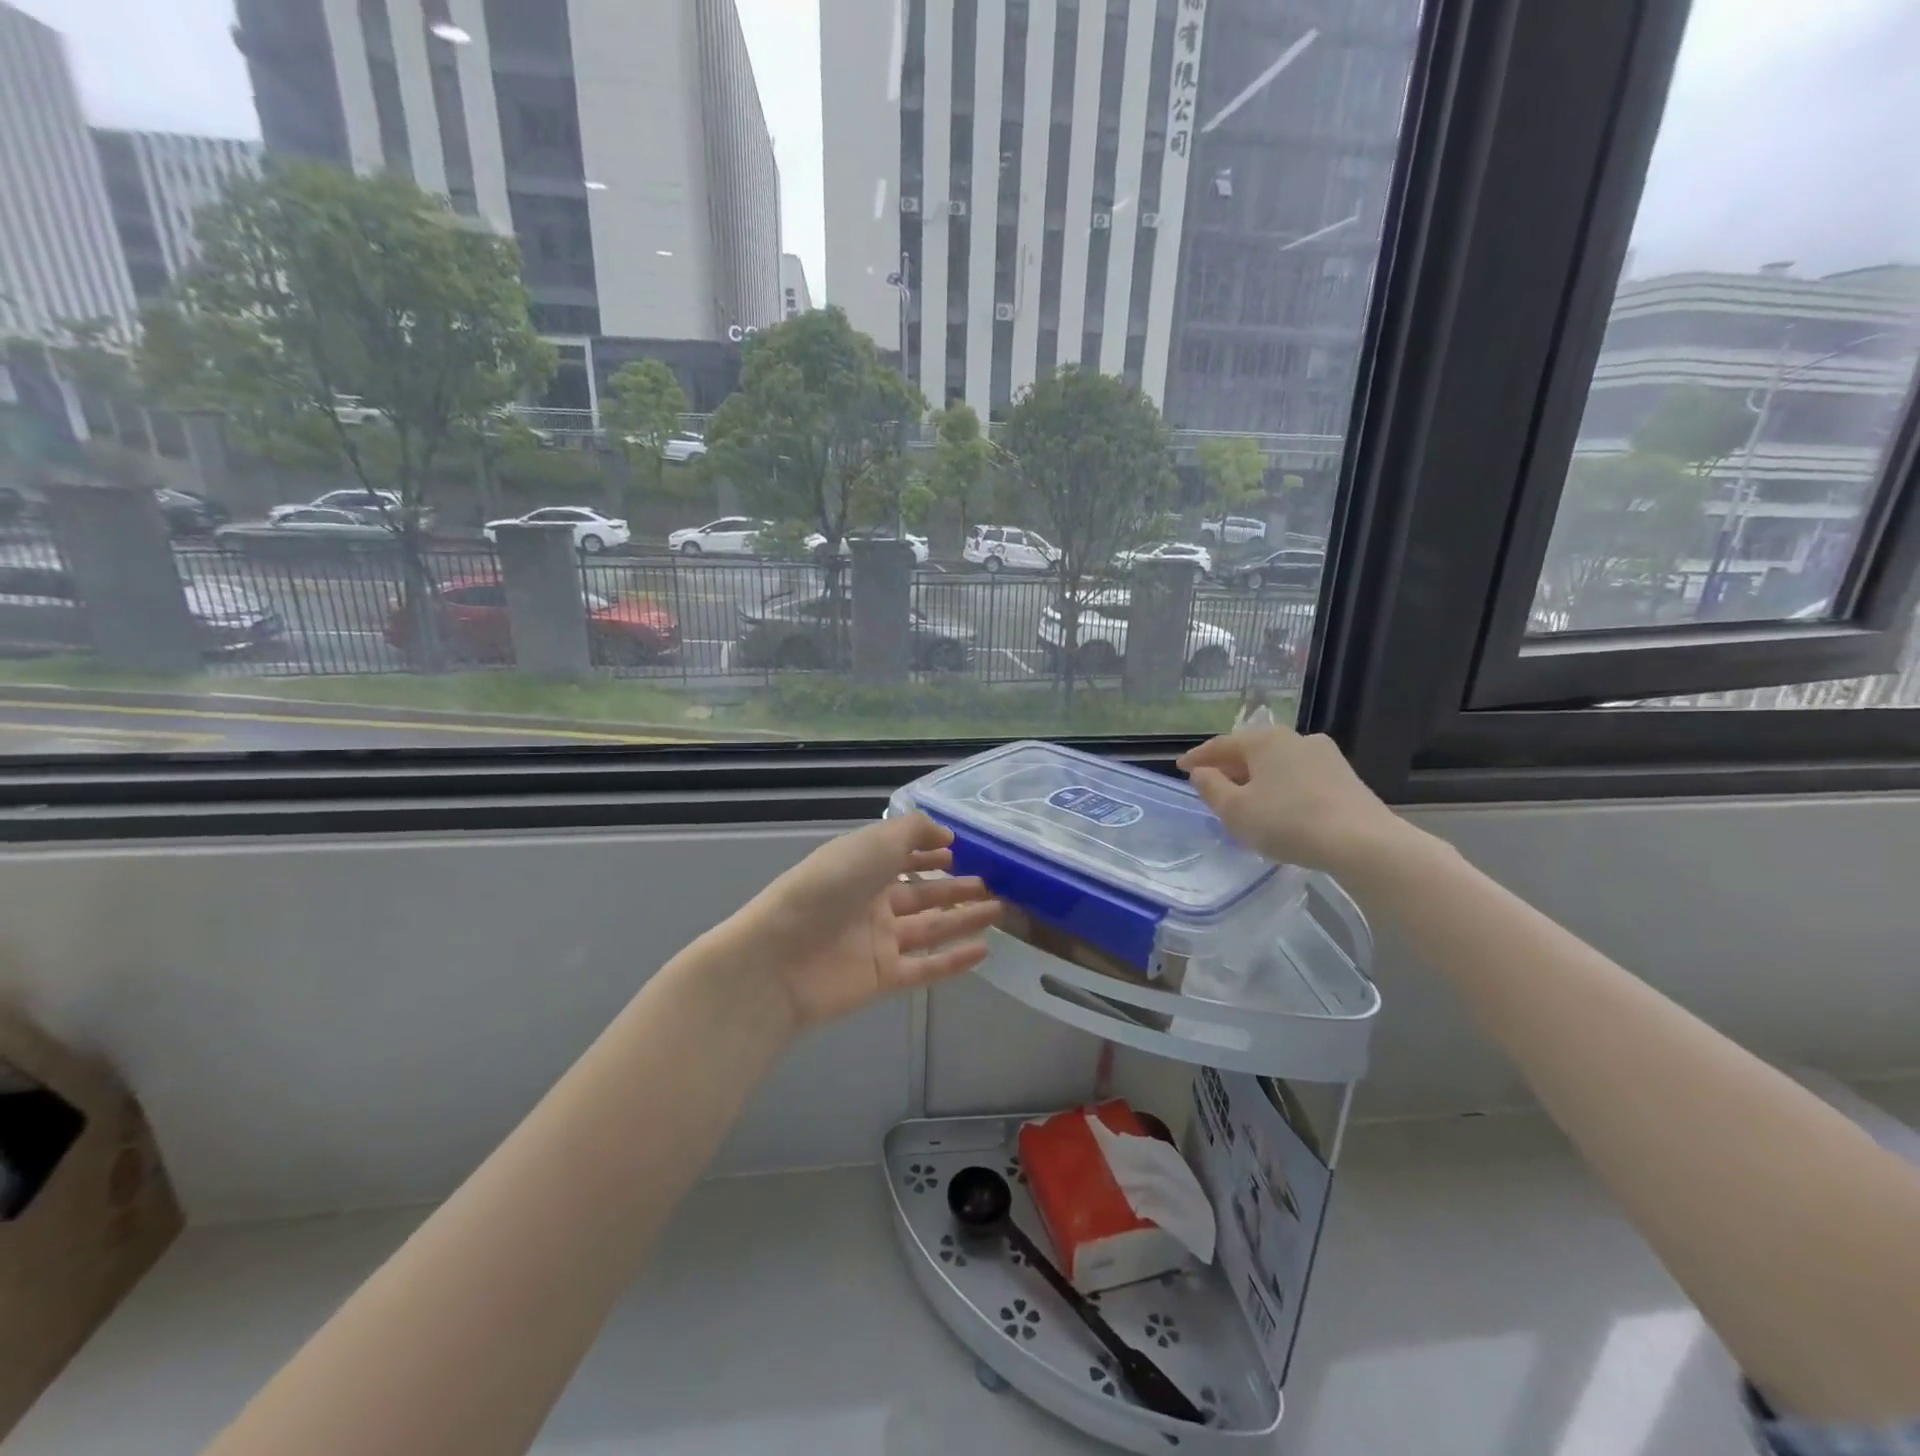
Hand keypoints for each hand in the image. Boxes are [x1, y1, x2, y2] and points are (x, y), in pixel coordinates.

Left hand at [738, 814, 1001, 1028]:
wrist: (783, 956)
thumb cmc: (829, 887)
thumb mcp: (873, 842)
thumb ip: (913, 832)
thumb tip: (945, 835)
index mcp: (863, 868)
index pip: (903, 857)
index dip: (929, 853)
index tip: (960, 850)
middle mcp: (872, 903)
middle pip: (923, 894)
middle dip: (956, 888)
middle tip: (993, 884)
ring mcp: (879, 942)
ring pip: (931, 929)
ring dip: (964, 919)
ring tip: (999, 910)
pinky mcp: (884, 978)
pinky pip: (927, 967)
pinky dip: (955, 960)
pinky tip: (984, 949)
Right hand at [1178, 726, 1405, 874]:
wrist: (1362, 843)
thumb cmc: (1287, 822)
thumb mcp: (1235, 811)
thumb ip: (1211, 788)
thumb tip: (1202, 773)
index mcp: (1265, 740)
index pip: (1221, 744)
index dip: (1198, 757)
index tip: (1181, 768)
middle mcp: (1295, 738)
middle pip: (1251, 751)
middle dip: (1229, 768)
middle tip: (1211, 785)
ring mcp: (1325, 756)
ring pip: (1277, 764)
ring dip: (1257, 779)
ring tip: (1245, 800)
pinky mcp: (1344, 777)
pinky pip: (1299, 777)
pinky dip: (1281, 788)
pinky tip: (1278, 808)